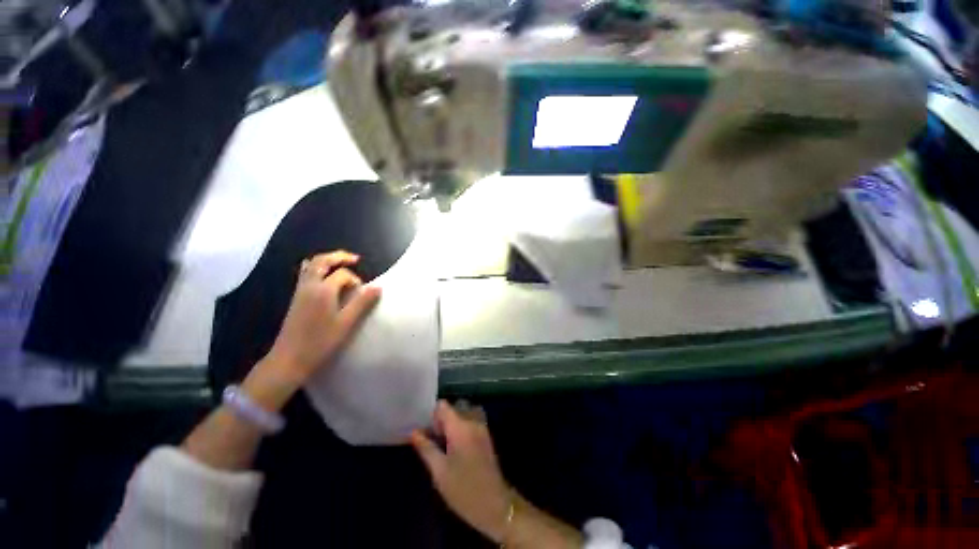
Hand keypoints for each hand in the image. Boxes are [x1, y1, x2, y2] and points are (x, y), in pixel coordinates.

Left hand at [262, 250, 380, 387]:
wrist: (289, 360)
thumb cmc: (320, 342)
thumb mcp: (346, 323)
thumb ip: (362, 302)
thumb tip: (378, 287)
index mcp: (323, 290)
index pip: (343, 274)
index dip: (356, 280)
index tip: (363, 294)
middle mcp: (309, 286)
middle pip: (322, 261)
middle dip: (339, 256)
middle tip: (355, 259)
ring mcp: (300, 292)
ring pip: (311, 266)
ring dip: (327, 261)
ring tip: (341, 264)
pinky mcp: (296, 299)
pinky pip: (305, 275)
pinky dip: (316, 269)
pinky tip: (324, 278)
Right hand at [411, 400, 512, 542]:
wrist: (495, 505)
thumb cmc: (463, 489)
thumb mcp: (439, 471)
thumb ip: (426, 448)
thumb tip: (413, 432)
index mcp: (460, 426)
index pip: (443, 406)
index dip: (431, 414)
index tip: (424, 429)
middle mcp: (473, 421)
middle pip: (454, 408)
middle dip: (441, 419)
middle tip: (431, 438)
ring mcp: (482, 427)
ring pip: (464, 413)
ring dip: (453, 422)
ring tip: (443, 441)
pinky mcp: (486, 436)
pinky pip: (472, 421)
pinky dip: (462, 426)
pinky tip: (455, 446)